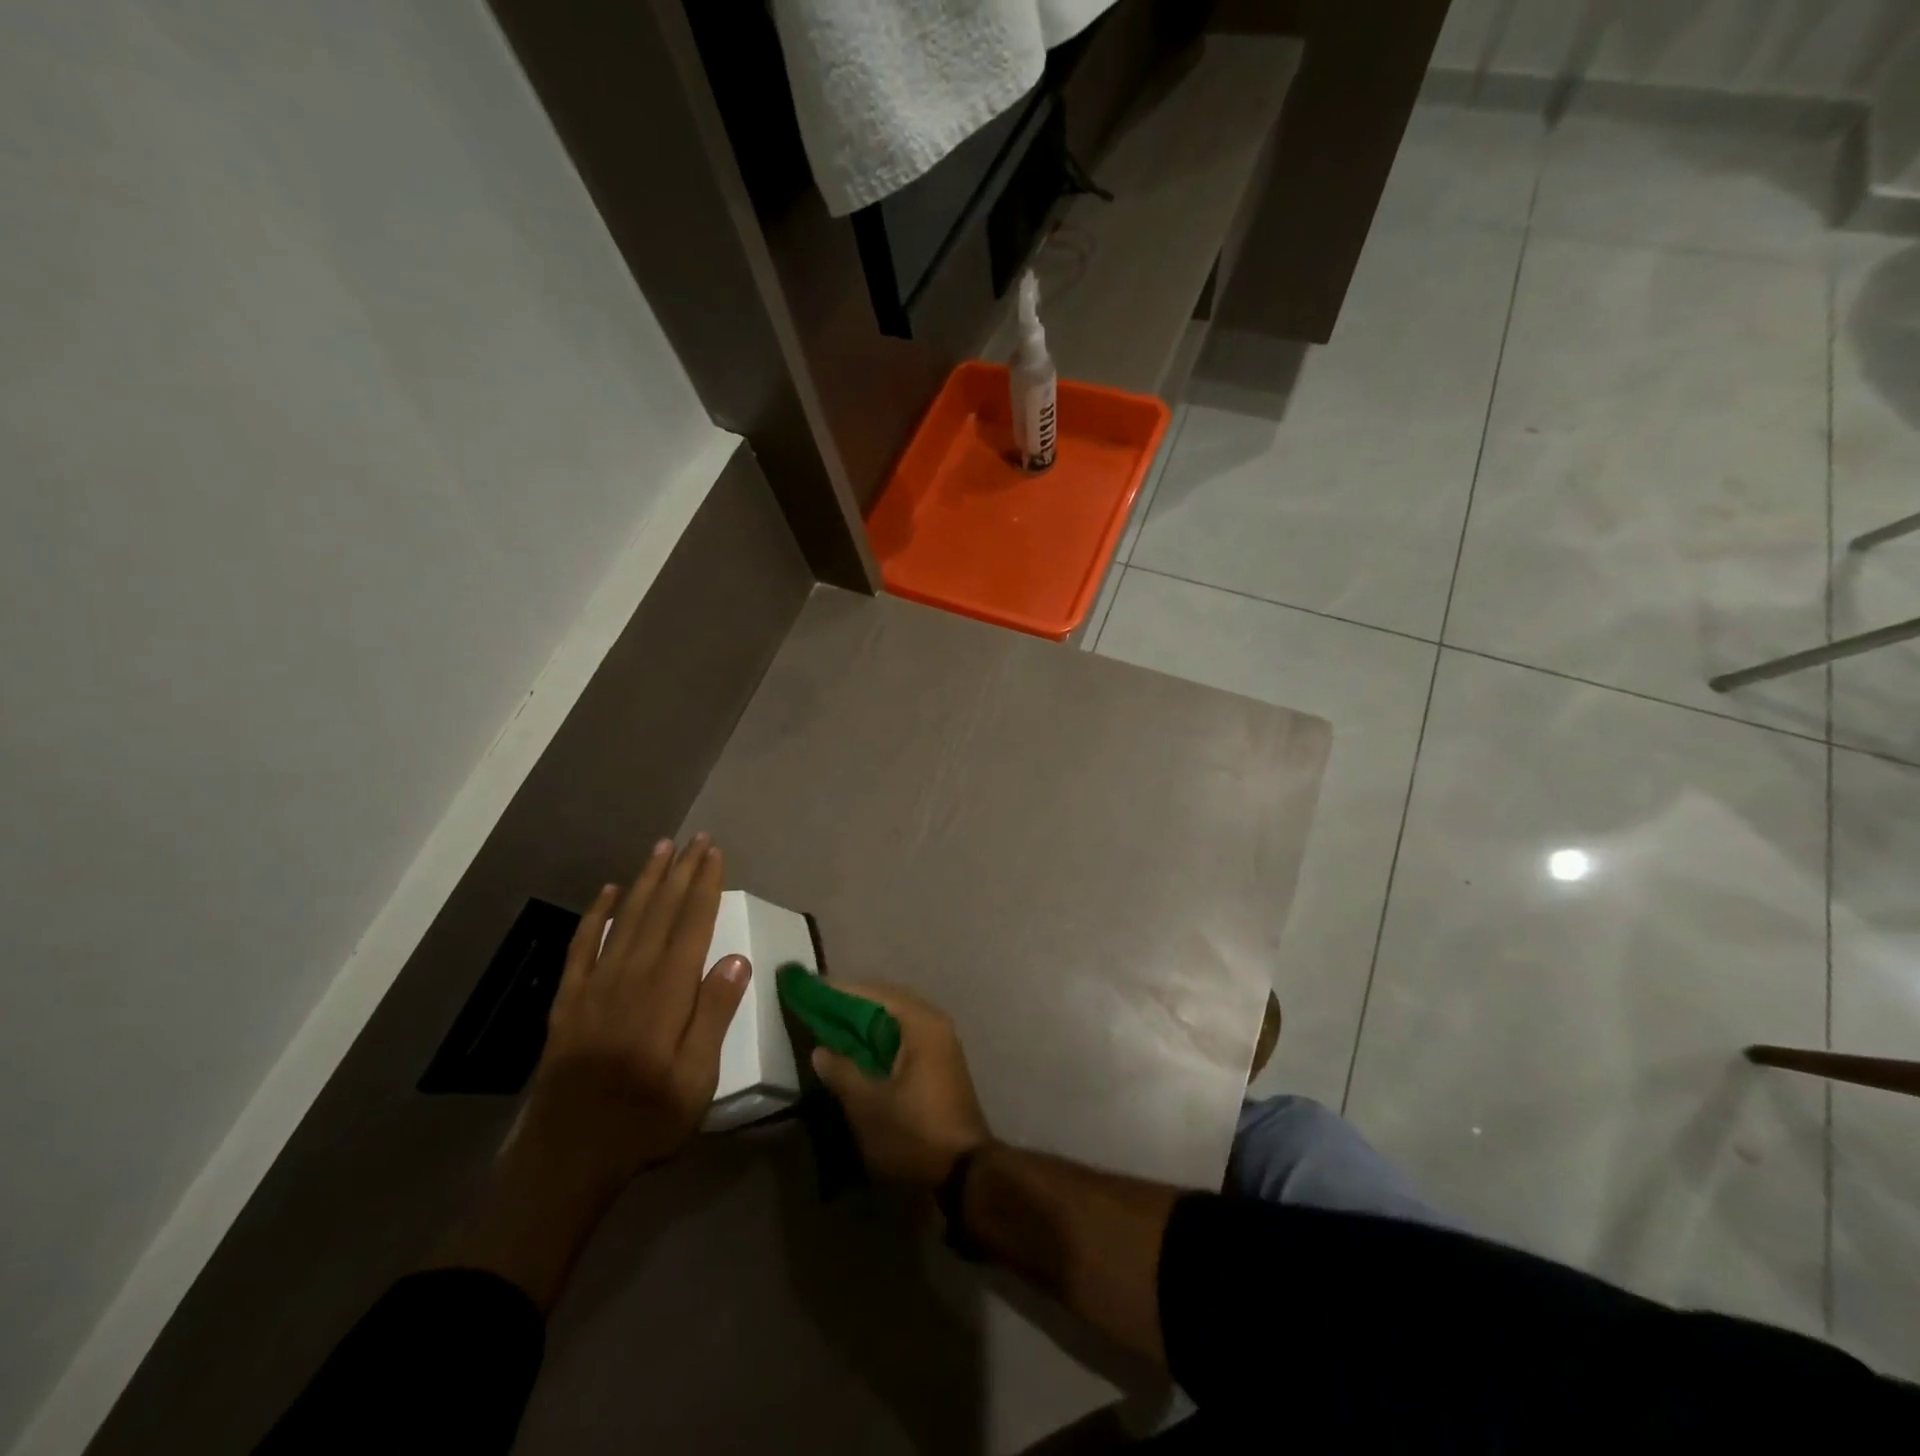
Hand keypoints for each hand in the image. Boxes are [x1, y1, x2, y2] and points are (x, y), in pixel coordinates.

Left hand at [520, 833, 750, 1185]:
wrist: (567, 1156)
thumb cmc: (644, 1119)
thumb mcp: (696, 1079)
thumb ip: (714, 1014)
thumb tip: (736, 958)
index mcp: (667, 991)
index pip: (692, 923)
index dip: (705, 885)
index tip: (714, 853)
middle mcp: (631, 975)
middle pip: (660, 910)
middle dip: (680, 871)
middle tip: (696, 839)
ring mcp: (595, 984)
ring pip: (625, 917)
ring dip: (645, 880)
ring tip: (660, 849)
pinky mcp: (569, 1000)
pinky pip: (582, 944)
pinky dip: (595, 914)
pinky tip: (607, 892)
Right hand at [809, 983, 992, 1189]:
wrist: (965, 1171)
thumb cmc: (914, 1132)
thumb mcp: (868, 1105)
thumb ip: (841, 1072)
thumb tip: (820, 1050)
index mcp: (921, 1023)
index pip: (875, 993)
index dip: (842, 992)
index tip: (812, 989)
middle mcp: (934, 1023)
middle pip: (887, 1003)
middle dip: (853, 1006)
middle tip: (818, 1009)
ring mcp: (941, 1043)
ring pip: (896, 1021)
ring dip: (866, 1024)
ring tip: (832, 1029)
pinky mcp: (940, 1063)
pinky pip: (904, 1038)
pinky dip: (880, 1040)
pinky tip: (858, 1053)